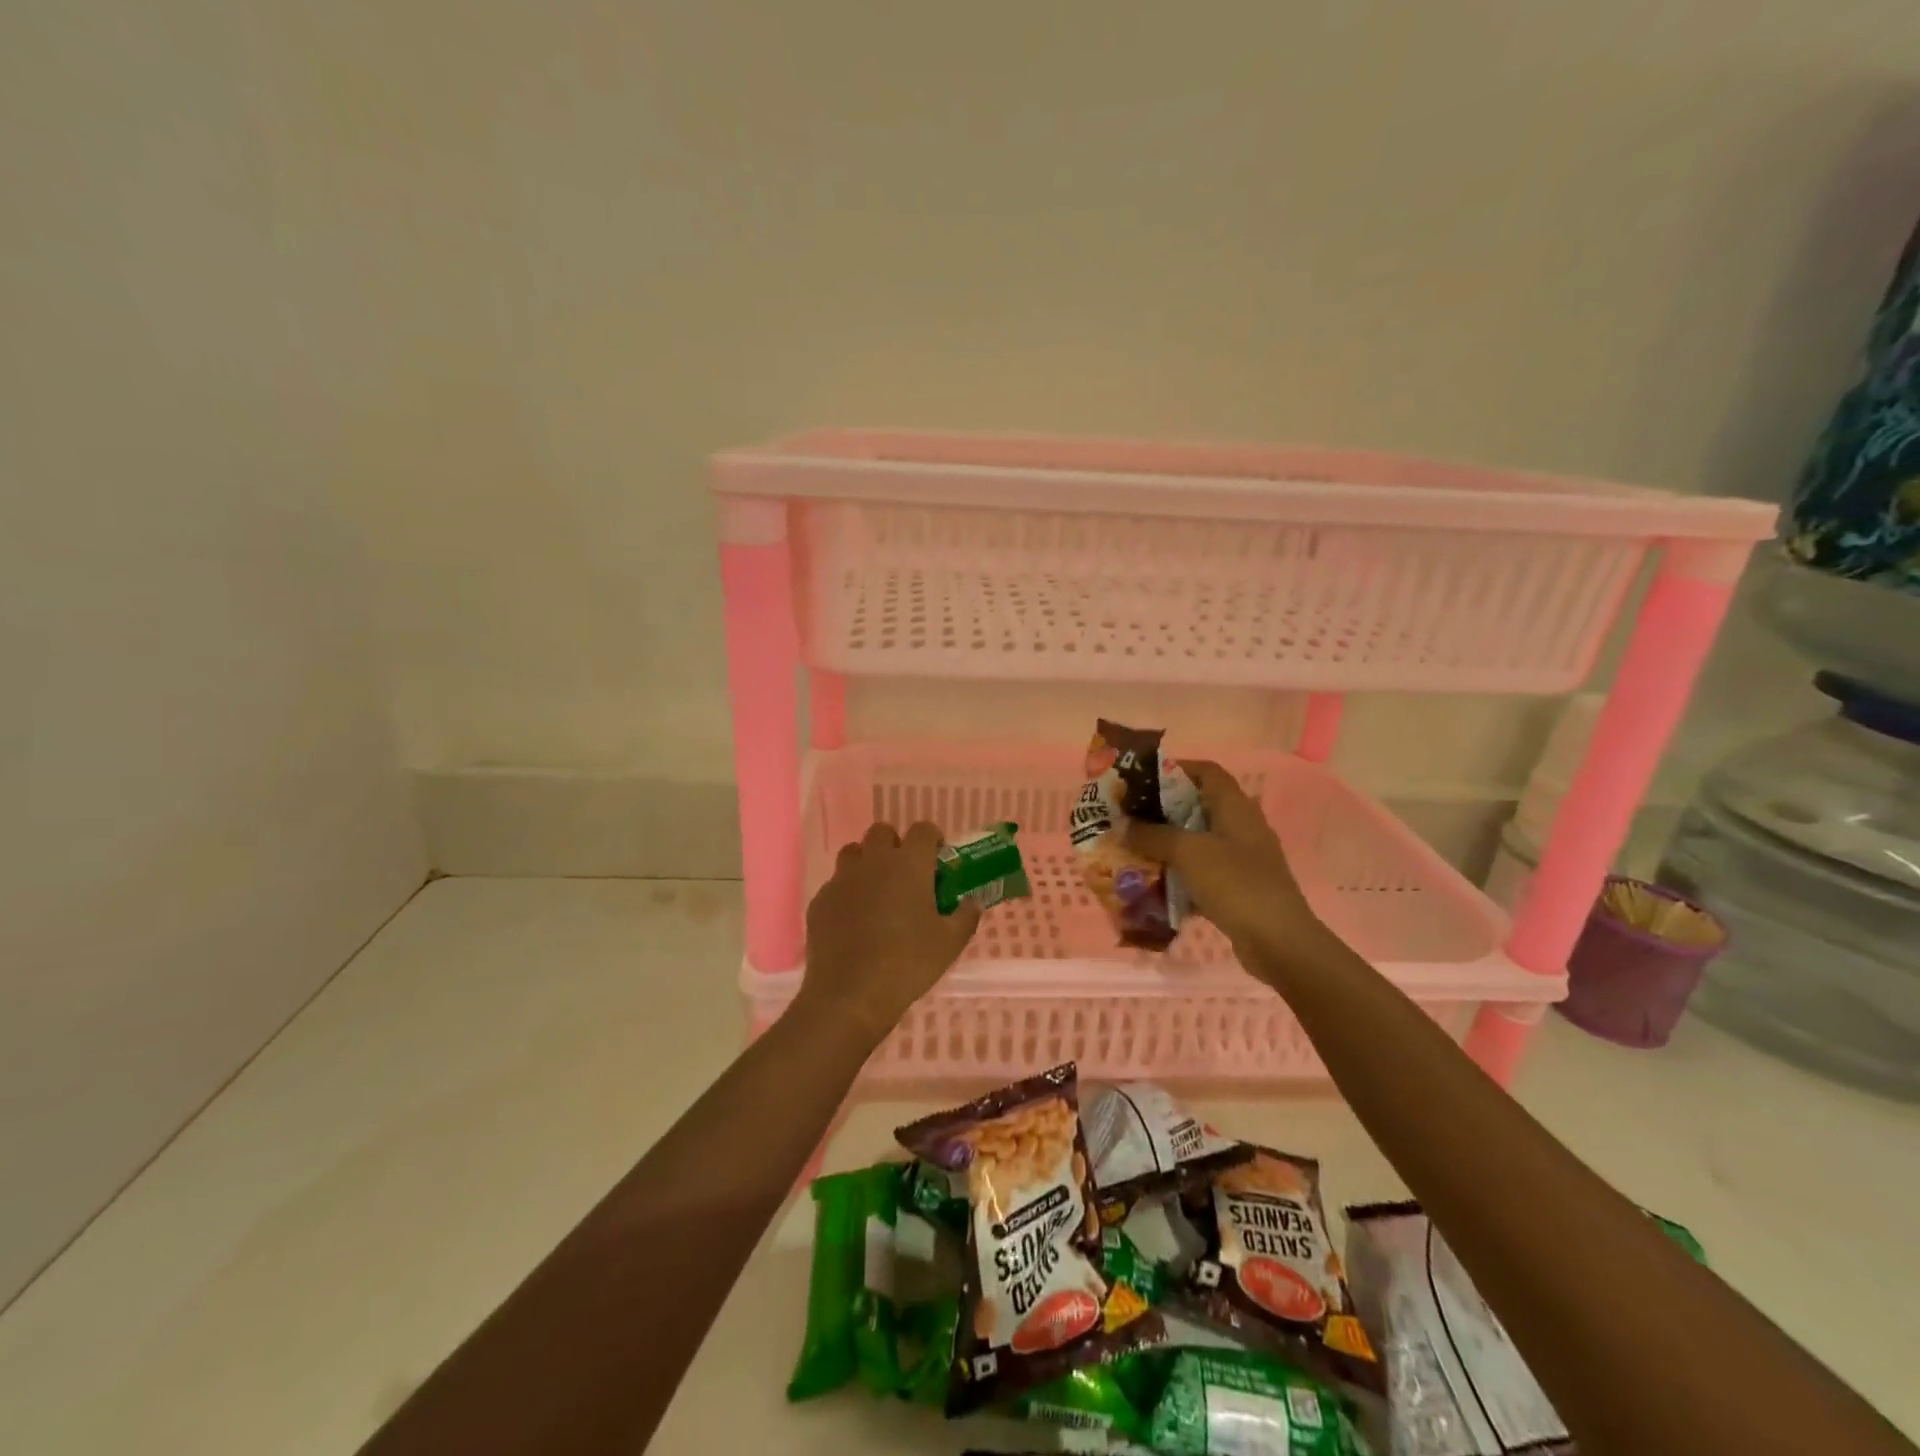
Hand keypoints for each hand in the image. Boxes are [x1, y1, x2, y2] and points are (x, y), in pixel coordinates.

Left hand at [798, 822, 981, 1040]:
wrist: (850, 994)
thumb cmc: (908, 963)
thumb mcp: (950, 943)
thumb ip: (966, 915)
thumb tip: (973, 901)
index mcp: (909, 864)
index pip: (922, 829)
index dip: (931, 839)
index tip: (936, 859)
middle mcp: (874, 861)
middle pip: (882, 832)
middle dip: (895, 845)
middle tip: (906, 875)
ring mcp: (842, 878)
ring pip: (854, 852)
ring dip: (867, 863)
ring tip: (877, 892)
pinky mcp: (820, 900)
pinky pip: (836, 883)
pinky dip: (847, 892)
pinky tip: (854, 920)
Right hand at [1123, 760, 1333, 979]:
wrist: (1278, 941)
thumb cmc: (1235, 883)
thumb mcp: (1188, 853)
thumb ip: (1153, 835)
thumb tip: (1121, 825)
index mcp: (1236, 807)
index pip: (1207, 772)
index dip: (1176, 769)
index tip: (1142, 779)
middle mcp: (1241, 827)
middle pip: (1198, 806)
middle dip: (1162, 811)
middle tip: (1128, 817)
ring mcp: (1242, 858)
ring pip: (1198, 841)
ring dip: (1168, 844)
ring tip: (1134, 849)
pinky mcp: (1238, 887)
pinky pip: (1202, 871)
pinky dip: (1179, 874)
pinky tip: (1154, 883)